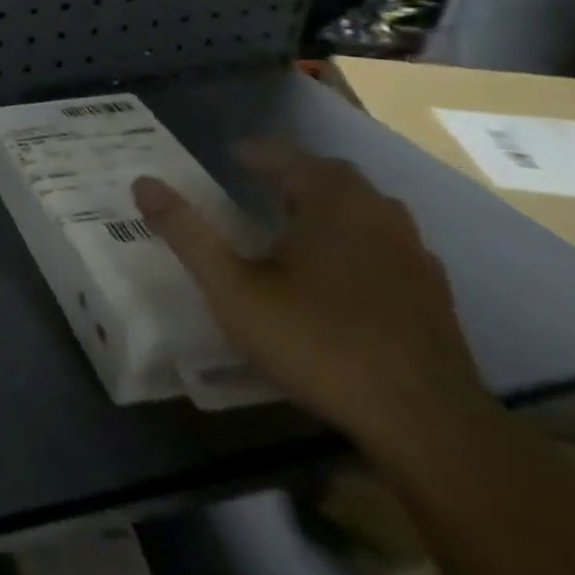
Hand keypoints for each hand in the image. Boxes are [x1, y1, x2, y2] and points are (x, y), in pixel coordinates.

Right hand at [132, 138, 491, 448]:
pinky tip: (340, 267)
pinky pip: (386, 242)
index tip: (228, 155)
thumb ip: (187, 233)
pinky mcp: (432, 293)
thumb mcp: (232, 288)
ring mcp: (413, 255)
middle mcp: (378, 217)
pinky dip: (356, 236)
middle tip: (257, 180)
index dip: (256, 152)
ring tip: (294, 217)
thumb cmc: (317, 342)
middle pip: (334, 176)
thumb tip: (142, 182)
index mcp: (331, 206)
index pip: (290, 157)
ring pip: (367, 208)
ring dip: (328, 201)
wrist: (426, 422)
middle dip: (293, 171)